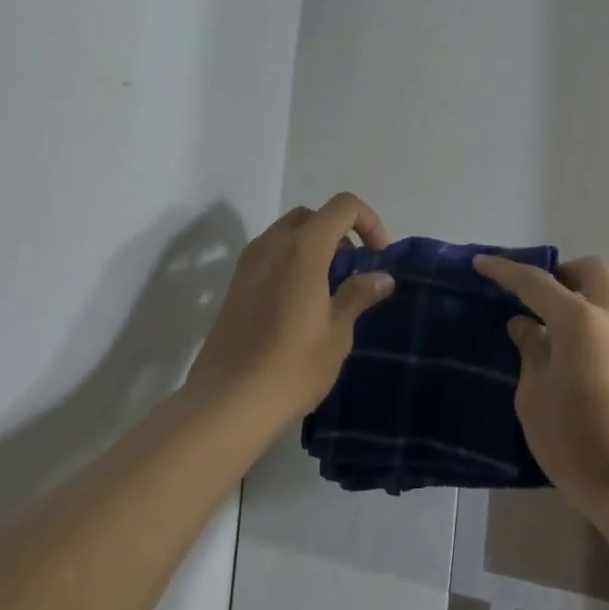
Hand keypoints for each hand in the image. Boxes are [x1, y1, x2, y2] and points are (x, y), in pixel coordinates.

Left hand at [185, 193, 395, 426]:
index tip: (379, 257)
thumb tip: (381, 277)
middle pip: (313, 216)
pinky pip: (271, 256)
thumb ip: (358, 295)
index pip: (343, 206)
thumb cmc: (292, 365)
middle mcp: (272, 244)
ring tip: (330, 291)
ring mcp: (248, 263)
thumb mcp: (337, 332)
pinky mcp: (235, 285)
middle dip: (340, 234)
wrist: (227, 403)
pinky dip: (292, 263)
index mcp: (303, 247)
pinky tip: (301, 305)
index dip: (369, 222)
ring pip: (288, 235)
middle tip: (354, 272)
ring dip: (315, 249)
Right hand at [473, 253, 608, 525]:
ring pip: (608, 298)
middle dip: (560, 274)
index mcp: (580, 322)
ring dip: (579, 301)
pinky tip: (576, 362)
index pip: (536, 282)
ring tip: (551, 334)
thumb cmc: (579, 445)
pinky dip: (593, 327)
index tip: (481, 262)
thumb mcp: (535, 400)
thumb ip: (531, 353)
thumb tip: (526, 326)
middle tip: (533, 298)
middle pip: (590, 271)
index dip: (505, 270)